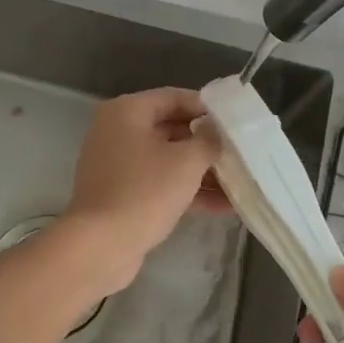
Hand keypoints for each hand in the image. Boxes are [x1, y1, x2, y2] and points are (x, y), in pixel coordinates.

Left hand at [58, 88, 227, 291]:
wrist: (101, 245)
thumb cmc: (145, 192)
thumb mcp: (187, 161)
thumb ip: (209, 140)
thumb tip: (217, 132)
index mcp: (127, 112)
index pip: (174, 97)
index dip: (208, 108)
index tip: (237, 122)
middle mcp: (118, 132)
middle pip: (172, 129)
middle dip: (208, 144)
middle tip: (242, 153)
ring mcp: (118, 165)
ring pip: (168, 160)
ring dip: (203, 172)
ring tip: (241, 183)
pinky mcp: (122, 194)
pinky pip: (160, 184)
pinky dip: (187, 191)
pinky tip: (224, 206)